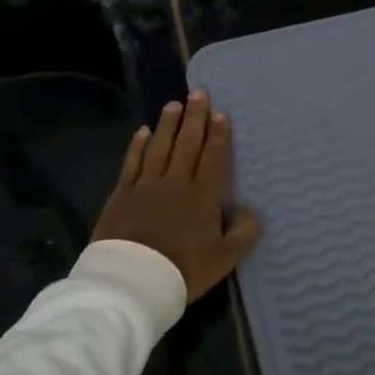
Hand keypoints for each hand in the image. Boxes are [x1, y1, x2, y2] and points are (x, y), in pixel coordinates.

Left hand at [92, 90, 261, 302]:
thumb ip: (243, 233)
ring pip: (159, 146)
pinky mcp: (122, 194)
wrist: (133, 281)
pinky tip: (142, 131)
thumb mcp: (224, 258)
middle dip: (195, 118)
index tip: (221, 113)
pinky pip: (132, 162)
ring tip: (173, 105)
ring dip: (168, 124)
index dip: (219, 135)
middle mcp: (176, 182)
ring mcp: (146, 185)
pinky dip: (138, 145)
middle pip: (187, 144)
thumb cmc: (183, 270)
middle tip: (198, 94)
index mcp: (203, 196)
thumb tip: (252, 211)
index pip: (214, 157)